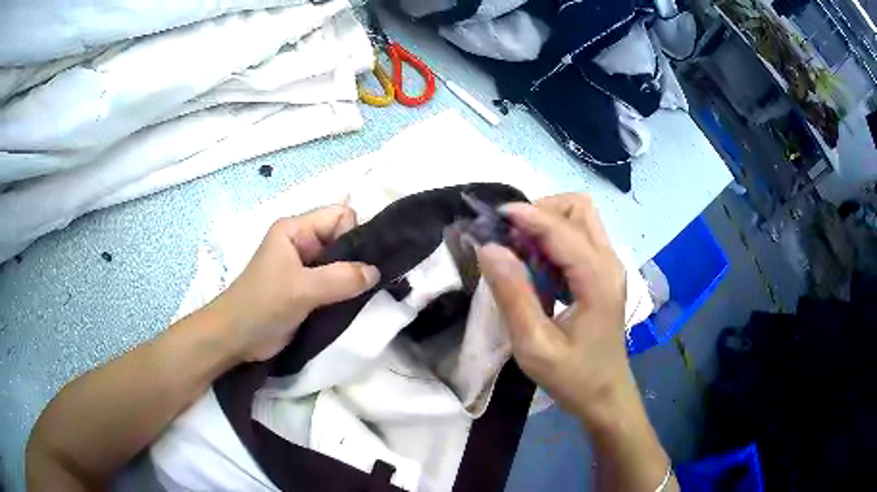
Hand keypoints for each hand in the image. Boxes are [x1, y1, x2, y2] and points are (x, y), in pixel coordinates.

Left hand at [208, 205, 379, 361]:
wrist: (235, 338)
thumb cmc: (262, 305)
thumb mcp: (302, 289)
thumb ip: (341, 278)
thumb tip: (376, 272)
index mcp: (295, 229)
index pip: (339, 216)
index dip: (354, 235)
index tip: (365, 263)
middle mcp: (301, 243)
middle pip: (342, 239)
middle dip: (358, 258)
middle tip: (373, 282)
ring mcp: (304, 268)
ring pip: (340, 264)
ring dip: (353, 278)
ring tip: (366, 295)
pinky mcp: (306, 290)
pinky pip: (334, 284)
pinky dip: (346, 292)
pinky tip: (356, 303)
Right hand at [477, 194, 634, 426]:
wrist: (606, 396)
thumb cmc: (573, 377)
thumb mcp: (535, 345)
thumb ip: (512, 295)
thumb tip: (488, 248)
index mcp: (597, 278)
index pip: (561, 228)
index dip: (526, 215)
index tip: (491, 218)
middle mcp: (609, 262)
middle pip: (578, 208)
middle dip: (541, 211)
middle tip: (510, 237)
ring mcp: (609, 267)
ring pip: (579, 219)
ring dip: (546, 224)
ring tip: (518, 250)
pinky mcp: (602, 275)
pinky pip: (578, 238)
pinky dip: (553, 239)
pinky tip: (535, 266)